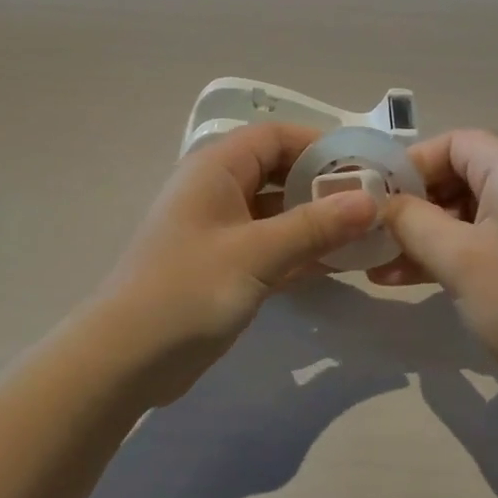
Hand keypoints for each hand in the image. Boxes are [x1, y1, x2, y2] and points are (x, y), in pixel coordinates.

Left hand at [89, 124, 379, 402]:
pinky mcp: (224, 265)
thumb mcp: (257, 253)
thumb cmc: (188, 290)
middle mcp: (218, 190)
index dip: (320, 145)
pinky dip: (301, 250)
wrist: (124, 361)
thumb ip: (315, 225)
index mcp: (216, 168)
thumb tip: (370, 200)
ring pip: (278, 212)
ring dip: (317, 221)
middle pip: (279, 172)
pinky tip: (338, 264)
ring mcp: (220, 230)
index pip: (275, 136)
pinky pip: (271, 245)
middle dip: (324, 185)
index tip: (364, 167)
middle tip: (373, 203)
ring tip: (366, 234)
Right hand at [373, 130, 497, 397]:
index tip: (375, 198)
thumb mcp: (458, 258)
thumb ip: (412, 221)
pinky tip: (406, 278)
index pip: (452, 143)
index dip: (410, 165)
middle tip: (373, 233)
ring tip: (377, 264)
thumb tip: (380, 203)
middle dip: (412, 204)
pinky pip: (482, 238)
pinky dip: (448, 252)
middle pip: (457, 175)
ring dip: (424, 234)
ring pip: (466, 211)